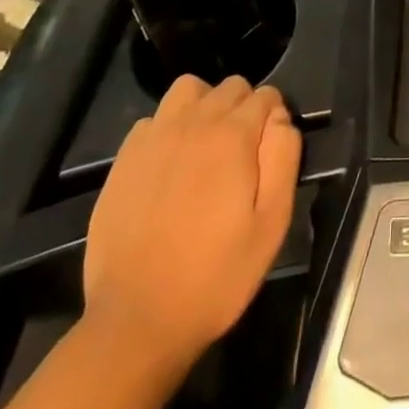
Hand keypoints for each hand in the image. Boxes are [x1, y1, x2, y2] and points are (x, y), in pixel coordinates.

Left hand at [83, 74, 300, 360]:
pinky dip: (168, 129)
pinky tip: (169, 165)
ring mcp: (155, 137)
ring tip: (205, 146)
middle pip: (230, 86)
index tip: (269, 153)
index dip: (274, 120)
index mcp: (233, 135)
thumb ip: (284, 158)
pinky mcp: (125, 158)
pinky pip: (154, 119)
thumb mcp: (272, 225)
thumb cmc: (214, 276)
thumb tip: (280, 119)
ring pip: (189, 89)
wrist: (135, 321)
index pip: (266, 96)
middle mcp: (194, 122)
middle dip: (244, 108)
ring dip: (204, 106)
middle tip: (241, 155)